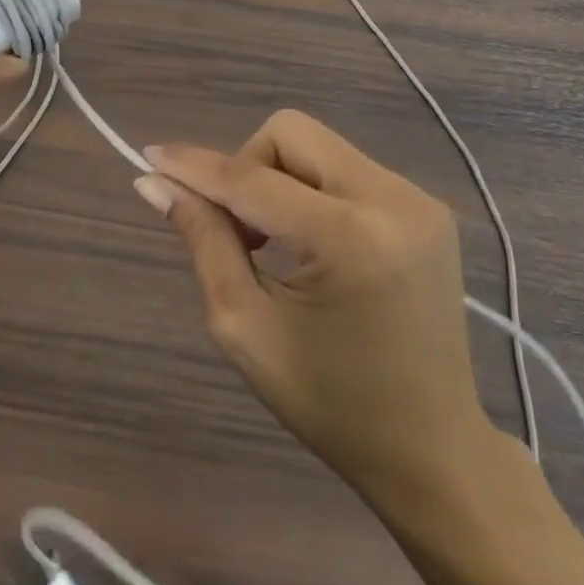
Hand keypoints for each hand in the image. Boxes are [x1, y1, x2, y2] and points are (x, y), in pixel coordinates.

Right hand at [136, 111, 498, 519]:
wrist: (433, 450)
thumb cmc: (330, 403)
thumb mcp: (246, 327)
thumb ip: (203, 241)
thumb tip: (155, 184)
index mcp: (350, 239)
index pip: (251, 178)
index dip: (194, 166)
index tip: (149, 158)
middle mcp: (394, 201)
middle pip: (290, 134)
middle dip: (245, 168)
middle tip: (236, 231)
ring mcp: (419, 200)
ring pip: (317, 146)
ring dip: (277, 178)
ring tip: (271, 242)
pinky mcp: (427, 208)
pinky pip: (345, 169)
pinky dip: (310, 190)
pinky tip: (309, 243)